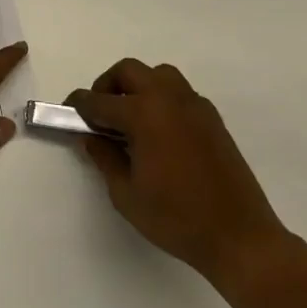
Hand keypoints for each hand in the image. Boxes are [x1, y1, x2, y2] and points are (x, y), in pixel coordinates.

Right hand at [68, 59, 288, 285]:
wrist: (239, 236)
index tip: (67, 112)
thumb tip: (93, 138)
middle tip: (100, 115)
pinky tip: (159, 132)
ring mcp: (194, 106)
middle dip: (107, 86)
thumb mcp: (126, 194)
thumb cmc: (176, 218)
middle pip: (129, 71)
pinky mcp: (212, 118)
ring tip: (130, 119)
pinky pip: (179, 92)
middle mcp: (169, 99)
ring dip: (137, 86)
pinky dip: (161, 99)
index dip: (78, 105)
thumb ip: (105, 158)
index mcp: (144, 114)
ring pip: (158, 74)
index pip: (99, 100)